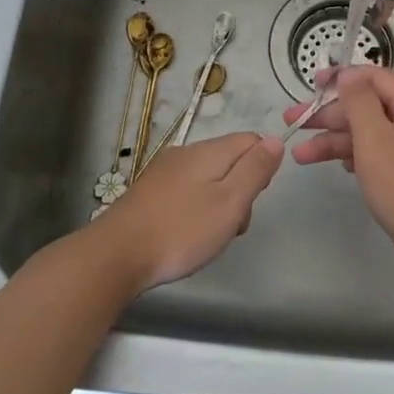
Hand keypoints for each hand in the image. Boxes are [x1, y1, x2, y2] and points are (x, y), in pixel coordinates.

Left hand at [93, 132, 283, 290]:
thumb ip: (255, 170)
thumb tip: (277, 139)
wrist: (116, 254)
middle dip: (239, 192)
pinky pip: (186, 192)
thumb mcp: (230, 202)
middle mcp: (186, 153)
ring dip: (217, 205)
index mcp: (209, 151)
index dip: (261, 168)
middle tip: (230, 226)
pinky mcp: (149, 192)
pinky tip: (184, 236)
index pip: (251, 141)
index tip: (251, 200)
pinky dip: (194, 211)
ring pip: (208, 179)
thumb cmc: (181, 230)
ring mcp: (164, 172)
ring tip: (207, 238)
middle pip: (230, 161)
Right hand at [285, 67, 393, 286]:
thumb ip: (359, 102)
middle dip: (331, 114)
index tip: (310, 85)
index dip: (341, 78)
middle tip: (293, 122)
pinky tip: (335, 166)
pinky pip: (382, 155)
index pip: (376, 77)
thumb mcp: (377, 141)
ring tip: (300, 155)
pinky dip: (357, 157)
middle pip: (371, 106)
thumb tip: (349, 74)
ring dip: (337, 140)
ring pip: (373, 134)